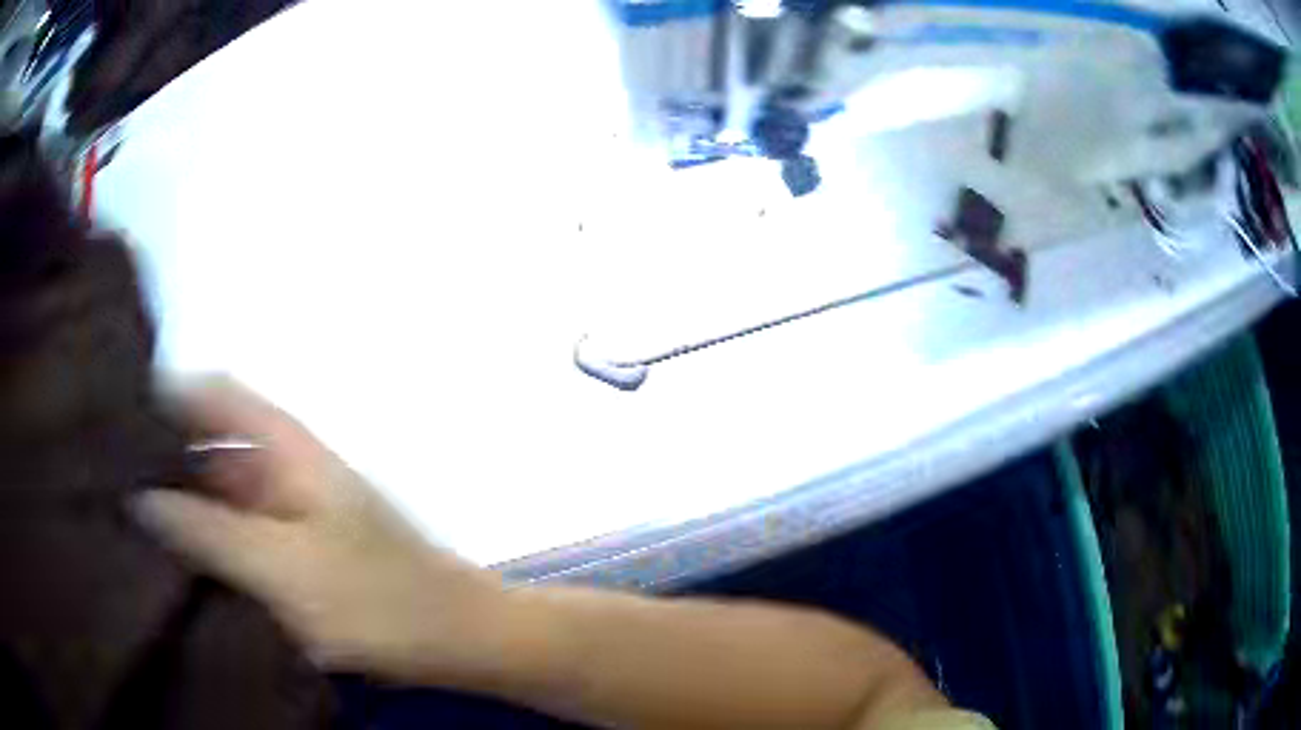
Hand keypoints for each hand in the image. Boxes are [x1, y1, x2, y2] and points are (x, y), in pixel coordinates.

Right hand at [132, 378, 509, 685]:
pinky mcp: (295, 553)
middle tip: (108, 483)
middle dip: (162, 459)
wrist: (456, 639)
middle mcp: (283, 466)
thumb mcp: (281, 566)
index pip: (214, 393)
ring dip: (180, 505)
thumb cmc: (376, 599)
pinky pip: (237, 535)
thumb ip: (207, 531)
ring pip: (219, 492)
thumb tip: (140, 498)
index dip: (166, 396)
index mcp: (285, 445)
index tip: (115, 419)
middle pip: (210, 443)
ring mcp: (289, 511)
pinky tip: (173, 564)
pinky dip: (206, 542)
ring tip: (125, 522)